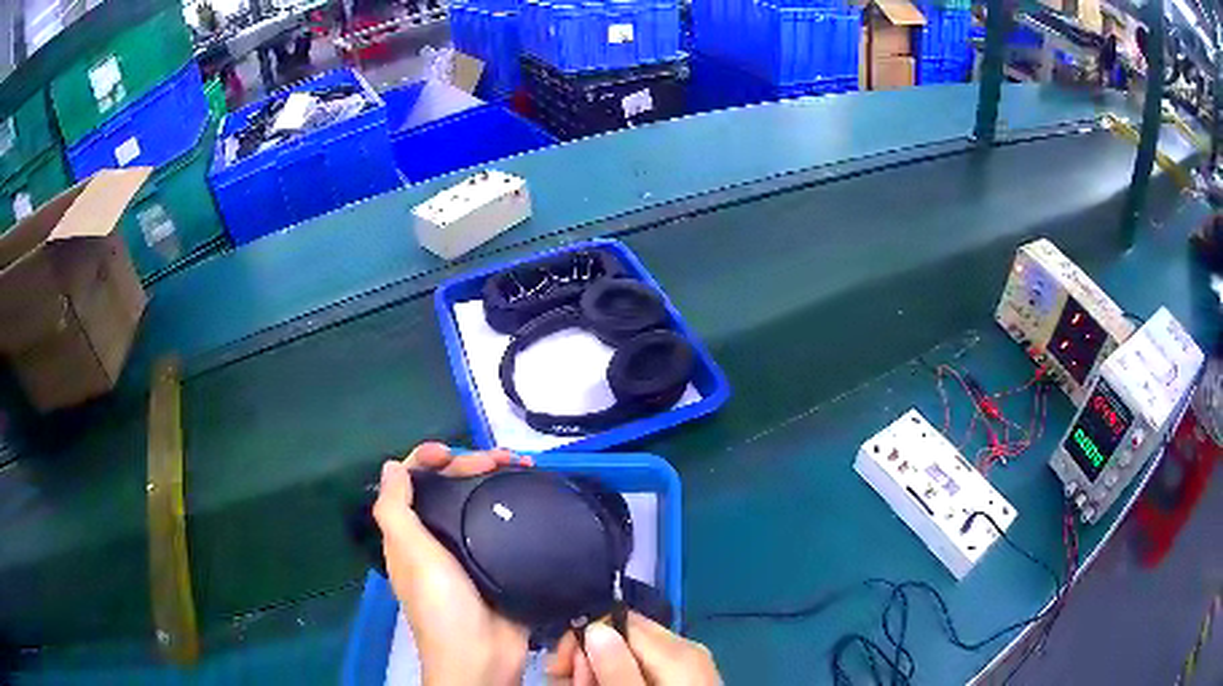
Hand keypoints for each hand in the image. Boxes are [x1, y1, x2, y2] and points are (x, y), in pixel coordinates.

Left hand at [373, 442, 532, 685]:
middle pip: (448, 488)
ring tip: (525, 468)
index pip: (411, 483)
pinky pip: (504, 524)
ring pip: (477, 502)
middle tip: (505, 459)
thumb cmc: (441, 606)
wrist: (483, 655)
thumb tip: (391, 467)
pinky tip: (531, 496)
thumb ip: (395, 511)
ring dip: (496, 480)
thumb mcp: (411, 555)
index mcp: (410, 534)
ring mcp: (469, 551)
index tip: (450, 451)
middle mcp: (436, 538)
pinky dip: (514, 505)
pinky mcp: (498, 562)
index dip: (424, 460)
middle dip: (471, 464)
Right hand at [546, 612, 721, 685]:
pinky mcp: (682, 680)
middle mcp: (683, 649)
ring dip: (599, 672)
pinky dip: (620, 679)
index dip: (581, 640)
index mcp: (676, 650)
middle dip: (588, 659)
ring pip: (627, 653)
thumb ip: (616, 669)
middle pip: (621, 635)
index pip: (616, 619)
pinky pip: (643, 668)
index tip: (560, 670)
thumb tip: (593, 628)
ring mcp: (686, 665)